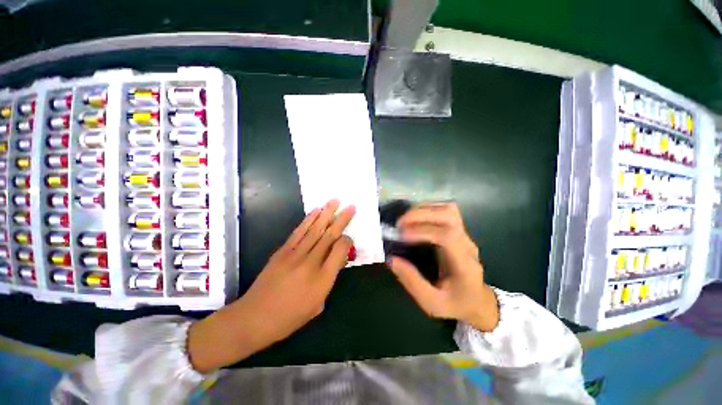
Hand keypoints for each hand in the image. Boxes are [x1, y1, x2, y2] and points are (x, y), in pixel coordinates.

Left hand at [188, 199, 354, 371]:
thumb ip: (330, 279)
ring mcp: (295, 254)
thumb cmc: (290, 317)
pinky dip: (309, 219)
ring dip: (326, 213)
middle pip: (330, 235)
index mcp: (322, 279)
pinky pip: (299, 231)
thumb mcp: (318, 304)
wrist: (254, 318)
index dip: (348, 240)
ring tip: (335, 201)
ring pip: (315, 229)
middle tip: (351, 206)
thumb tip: (337, 259)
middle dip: (342, 219)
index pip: (340, 250)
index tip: (349, 237)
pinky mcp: (283, 251)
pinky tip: (316, 210)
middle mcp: (311, 263)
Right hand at [388, 202, 498, 331]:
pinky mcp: (459, 230)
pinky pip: (445, 211)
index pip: (447, 237)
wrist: (478, 301)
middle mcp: (466, 244)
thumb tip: (391, 259)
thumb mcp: (432, 302)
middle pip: (449, 216)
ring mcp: (465, 235)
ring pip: (448, 209)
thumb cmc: (456, 304)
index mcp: (464, 264)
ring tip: (405, 220)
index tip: (401, 235)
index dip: (422, 231)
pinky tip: (415, 219)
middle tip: (399, 224)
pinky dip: (428, 209)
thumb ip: (411, 281)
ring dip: (424, 210)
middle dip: (421, 215)